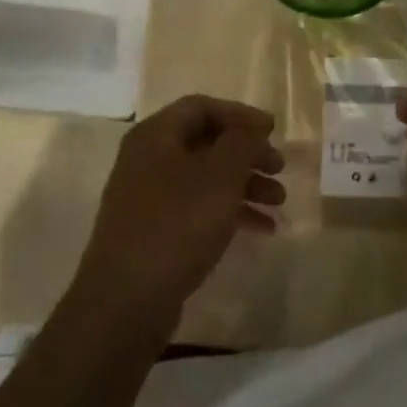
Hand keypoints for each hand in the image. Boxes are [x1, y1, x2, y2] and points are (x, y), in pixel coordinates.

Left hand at [72, 95, 284, 329]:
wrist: (126, 299)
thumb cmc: (177, 224)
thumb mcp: (220, 175)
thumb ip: (242, 141)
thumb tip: (253, 123)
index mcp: (155, 136)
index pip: (201, 107)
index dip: (240, 115)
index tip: (273, 131)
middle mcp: (147, 159)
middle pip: (205, 142)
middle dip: (247, 154)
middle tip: (280, 169)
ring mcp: (148, 197)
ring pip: (205, 178)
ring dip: (244, 185)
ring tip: (279, 203)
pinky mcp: (154, 230)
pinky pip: (197, 208)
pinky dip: (229, 212)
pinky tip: (262, 229)